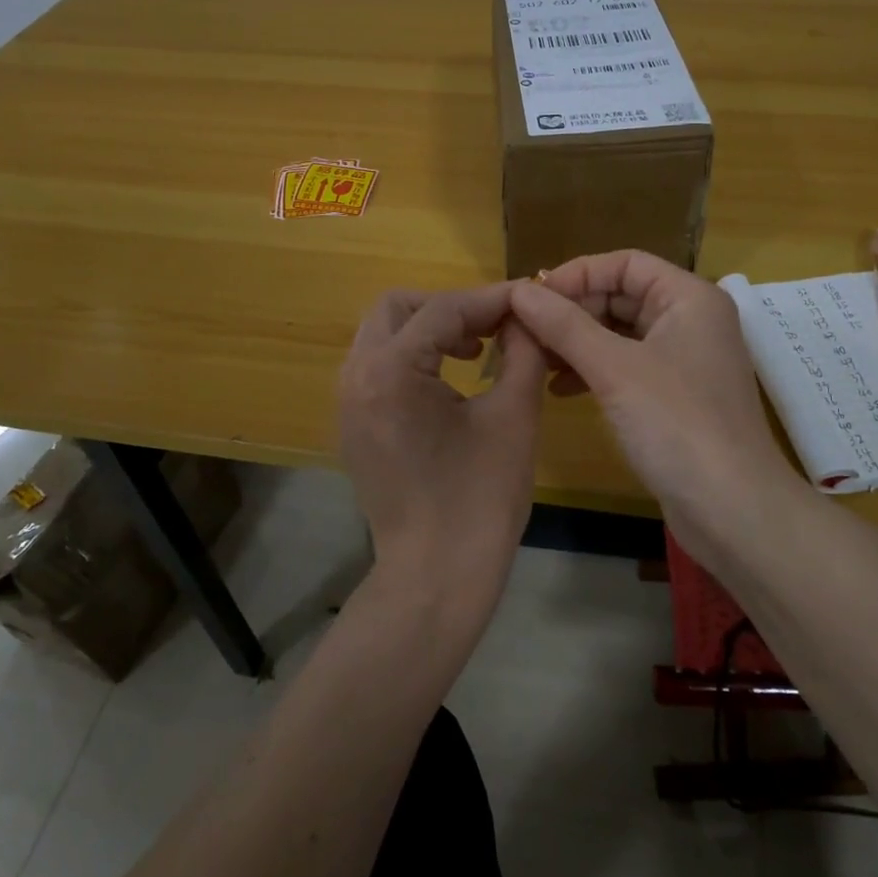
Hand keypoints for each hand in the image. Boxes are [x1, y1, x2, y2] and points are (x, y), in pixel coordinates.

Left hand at [337, 284, 548, 600]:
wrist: (435, 578)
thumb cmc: (481, 500)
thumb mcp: (514, 416)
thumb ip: (523, 351)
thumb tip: (528, 315)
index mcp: (390, 371)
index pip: (443, 309)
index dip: (491, 299)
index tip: (530, 298)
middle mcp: (355, 377)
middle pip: (397, 308)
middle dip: (449, 307)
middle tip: (494, 326)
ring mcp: (347, 402)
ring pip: (382, 334)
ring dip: (428, 329)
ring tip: (476, 349)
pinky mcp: (353, 425)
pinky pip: (377, 366)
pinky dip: (411, 356)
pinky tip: (450, 379)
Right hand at [508, 252, 795, 551]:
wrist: (732, 509)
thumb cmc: (676, 424)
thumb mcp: (614, 368)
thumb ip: (564, 325)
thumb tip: (519, 292)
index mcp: (689, 298)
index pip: (625, 263)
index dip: (577, 273)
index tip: (533, 297)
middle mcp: (691, 320)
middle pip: (622, 295)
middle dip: (573, 310)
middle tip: (526, 330)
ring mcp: (685, 360)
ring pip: (621, 333)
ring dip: (578, 341)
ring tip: (536, 359)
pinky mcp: (675, 396)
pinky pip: (626, 366)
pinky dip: (593, 370)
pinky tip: (560, 389)